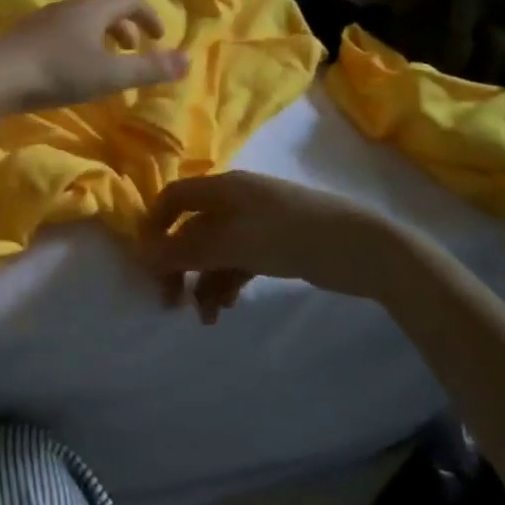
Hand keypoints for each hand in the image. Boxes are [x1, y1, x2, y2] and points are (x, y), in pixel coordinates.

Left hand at [0, 0, 189, 112]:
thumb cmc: (58, 71)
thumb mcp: (110, 74)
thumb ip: (149, 68)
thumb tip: (188, 59)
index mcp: (93, 9)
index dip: (149, 15)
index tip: (158, 38)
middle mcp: (68, 8)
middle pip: (104, 9)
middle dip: (126, 28)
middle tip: (135, 52)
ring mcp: (43, 21)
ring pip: (82, 22)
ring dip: (101, 38)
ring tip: (105, 65)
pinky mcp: (25, 38)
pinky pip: (62, 35)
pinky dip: (79, 47)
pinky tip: (71, 72)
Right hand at [139, 171, 417, 322]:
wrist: (362, 248)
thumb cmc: (291, 235)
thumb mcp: (233, 242)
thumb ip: (186, 249)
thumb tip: (143, 255)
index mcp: (223, 187)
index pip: (174, 197)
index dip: (154, 225)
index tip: (146, 262)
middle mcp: (234, 201)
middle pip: (191, 229)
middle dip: (177, 263)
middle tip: (169, 301)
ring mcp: (255, 223)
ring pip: (213, 251)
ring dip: (202, 281)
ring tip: (205, 316)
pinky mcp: (274, 246)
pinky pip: (236, 262)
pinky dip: (225, 283)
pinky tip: (224, 308)